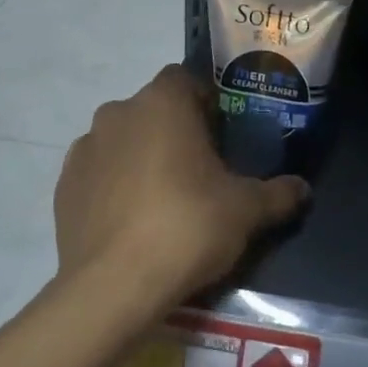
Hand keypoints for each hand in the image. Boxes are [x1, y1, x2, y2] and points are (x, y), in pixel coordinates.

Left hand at [55, 65, 309, 314]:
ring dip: (142, 157)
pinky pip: (98, 174)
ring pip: (123, 141)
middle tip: (201, 172)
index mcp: (162, 103)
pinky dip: (114, 186)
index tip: (223, 136)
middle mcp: (117, 113)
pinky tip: (132, 222)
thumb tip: (303, 189)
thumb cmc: (187, 227)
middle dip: (176, 132)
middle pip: (154, 110)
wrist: (113, 286)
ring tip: (164, 201)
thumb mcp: (246, 211)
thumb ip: (278, 193)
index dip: (207, 103)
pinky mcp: (63, 186)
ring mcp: (84, 149)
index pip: (186, 80)